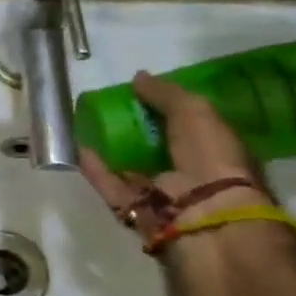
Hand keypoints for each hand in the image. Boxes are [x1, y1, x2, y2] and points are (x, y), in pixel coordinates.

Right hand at [78, 71, 268, 243]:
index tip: (140, 95)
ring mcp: (163, 197)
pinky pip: (113, 188)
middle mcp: (190, 175)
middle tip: (110, 110)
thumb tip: (138, 77)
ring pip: (132, 170)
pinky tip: (81, 149)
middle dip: (136, 131)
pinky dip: (98, 171)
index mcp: (214, 151)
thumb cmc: (212, 158)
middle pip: (158, 150)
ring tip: (88, 127)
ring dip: (113, 151)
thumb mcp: (195, 112)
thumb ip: (165, 93)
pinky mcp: (137, 213)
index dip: (166, 110)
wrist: (207, 218)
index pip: (189, 127)